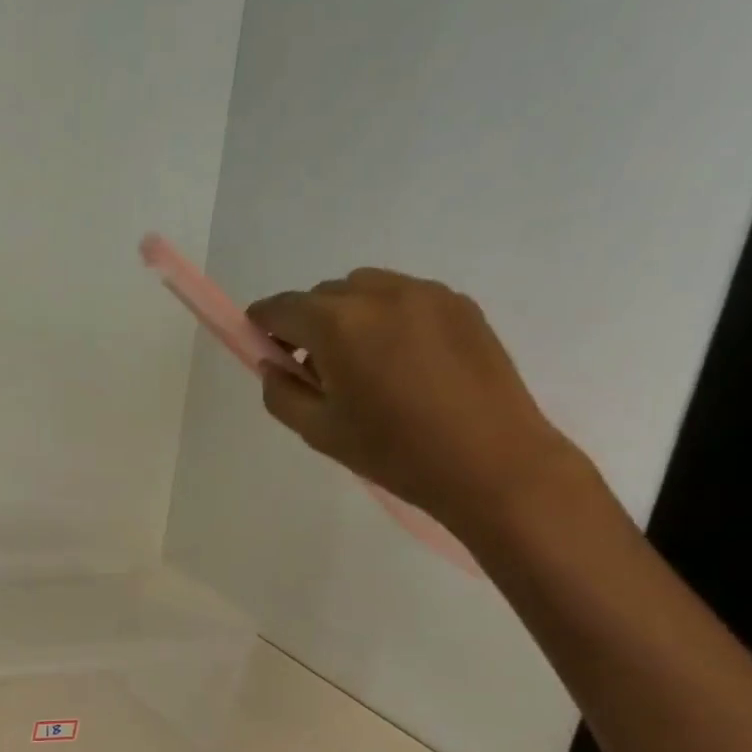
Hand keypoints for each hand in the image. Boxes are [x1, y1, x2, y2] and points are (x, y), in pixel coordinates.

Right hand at [247, 268, 586, 538]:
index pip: (282, 308)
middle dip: (306, 324)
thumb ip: (281, 393)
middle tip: (314, 370)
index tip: (261, 347)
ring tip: (361, 364)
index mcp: (339, 325)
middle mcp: (380, 295)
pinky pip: (403, 297)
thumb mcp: (318, 431)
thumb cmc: (394, 452)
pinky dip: (385, 318)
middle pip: (322, 295)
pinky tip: (400, 362)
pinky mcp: (460, 304)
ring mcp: (426, 294)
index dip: (262, 325)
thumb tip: (273, 366)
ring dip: (346, 316)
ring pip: (364, 289)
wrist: (490, 462)